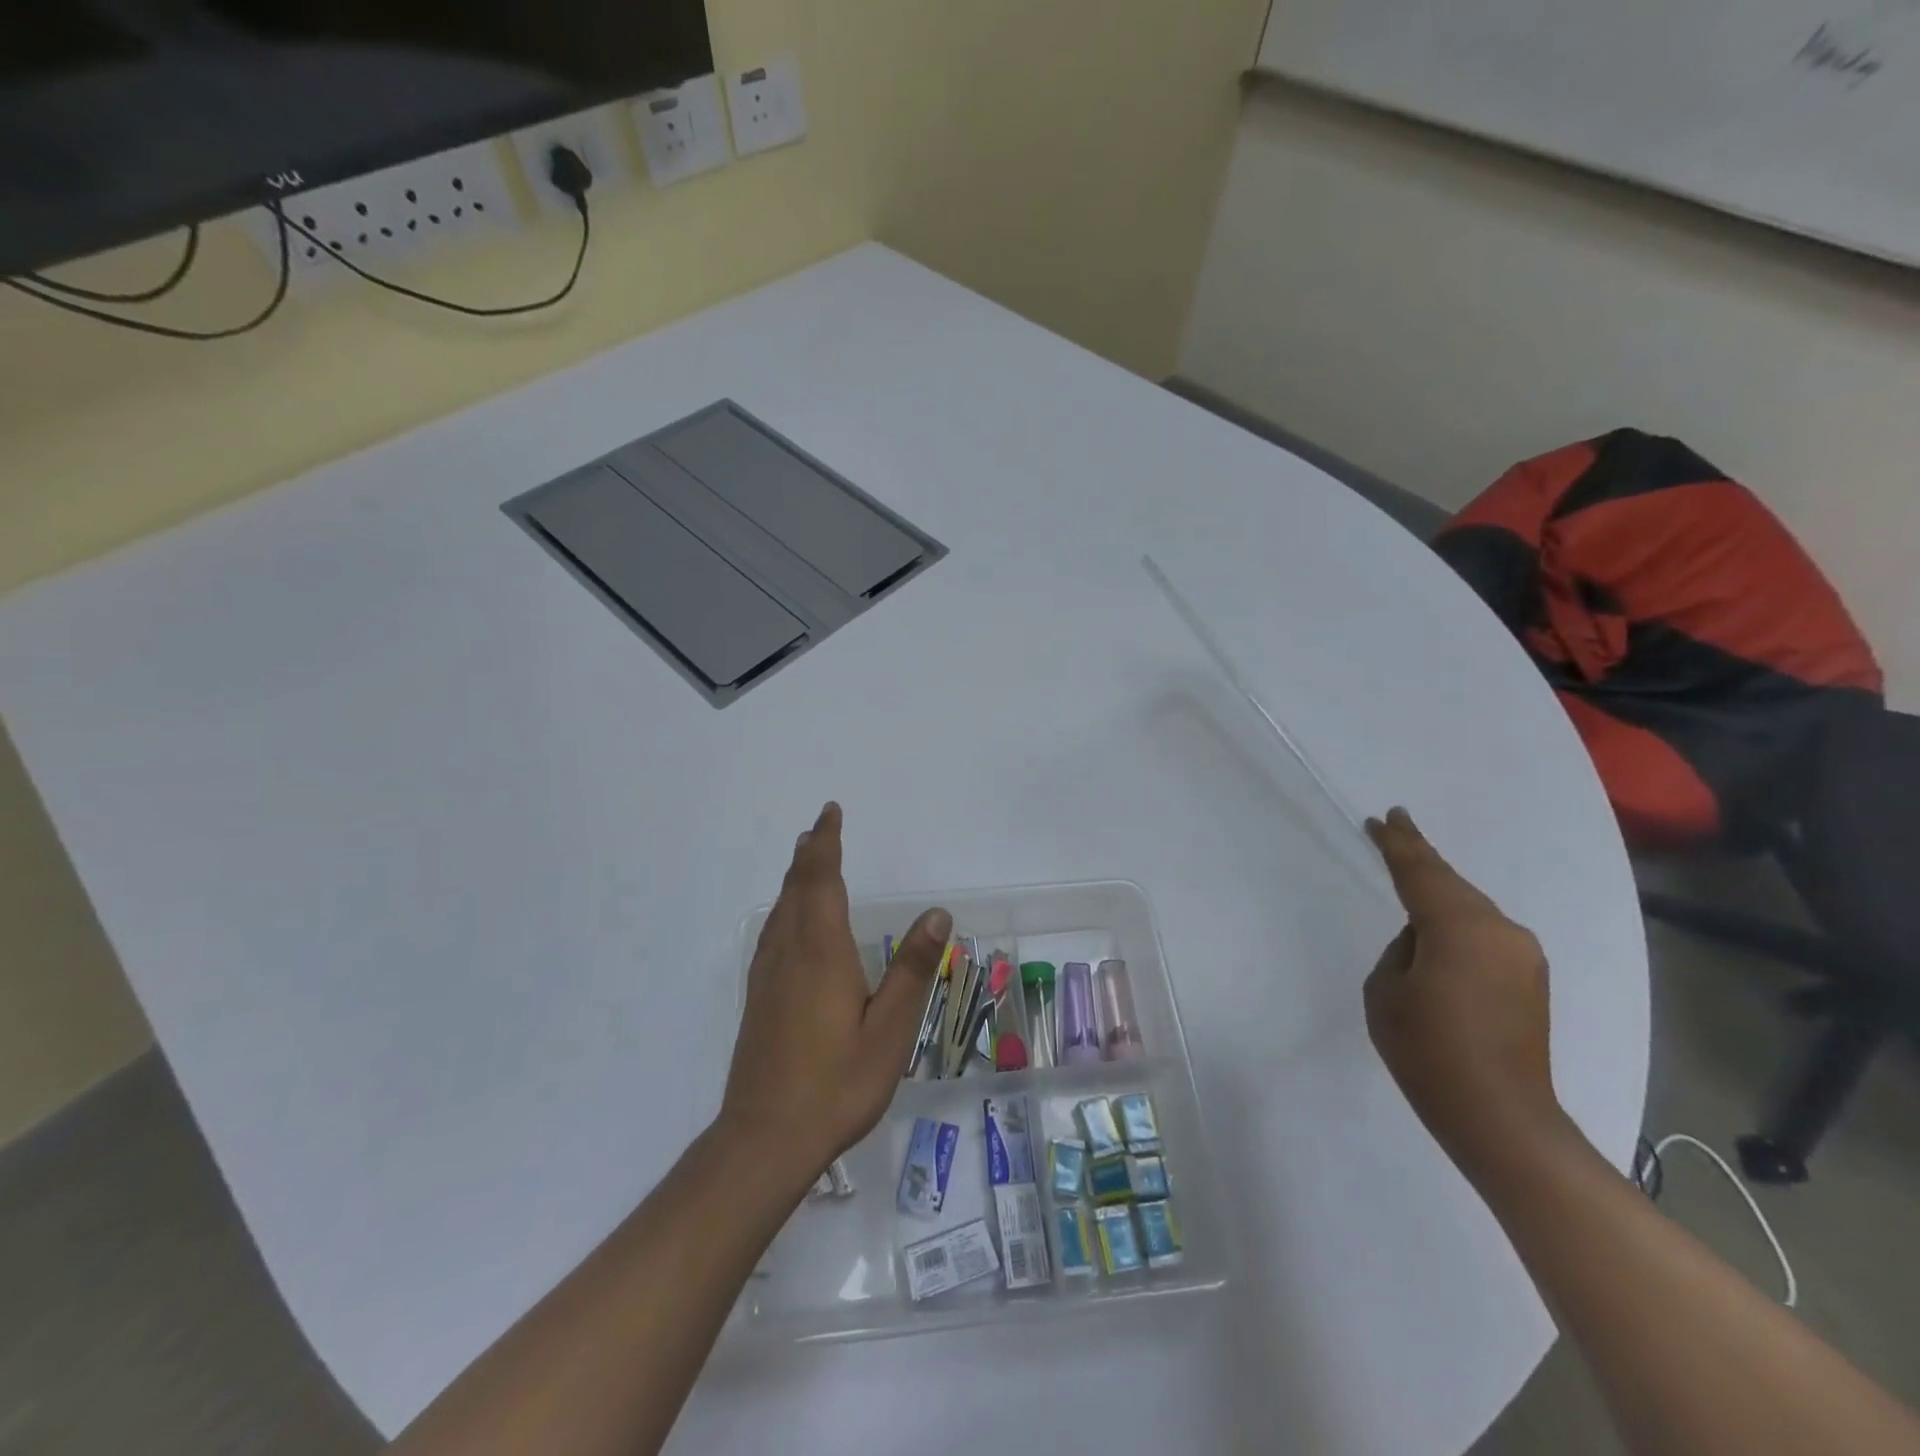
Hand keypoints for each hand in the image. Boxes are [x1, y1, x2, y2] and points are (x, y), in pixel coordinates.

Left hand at [718, 803, 950, 1192]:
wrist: (765, 1137)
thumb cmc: (837, 1083)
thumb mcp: (890, 1031)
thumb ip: (913, 970)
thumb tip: (937, 914)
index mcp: (822, 951)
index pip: (822, 881)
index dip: (826, 844)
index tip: (830, 813)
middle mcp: (790, 952)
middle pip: (797, 888)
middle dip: (810, 854)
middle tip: (820, 828)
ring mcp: (768, 975)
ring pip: (780, 910)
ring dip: (795, 879)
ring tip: (806, 860)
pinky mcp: (758, 997)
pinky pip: (772, 932)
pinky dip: (784, 908)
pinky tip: (789, 923)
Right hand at [1364, 807, 1563, 1178]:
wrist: (1501, 1117)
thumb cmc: (1428, 1051)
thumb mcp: (1387, 992)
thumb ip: (1402, 950)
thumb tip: (1425, 943)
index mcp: (1460, 927)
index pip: (1420, 872)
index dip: (1398, 843)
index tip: (1384, 817)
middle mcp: (1500, 930)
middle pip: (1451, 883)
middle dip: (1421, 856)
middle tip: (1395, 829)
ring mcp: (1522, 954)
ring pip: (1471, 907)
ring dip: (1441, 891)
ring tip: (1413, 874)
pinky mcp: (1531, 979)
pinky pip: (1485, 932)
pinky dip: (1458, 920)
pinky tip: (1440, 926)